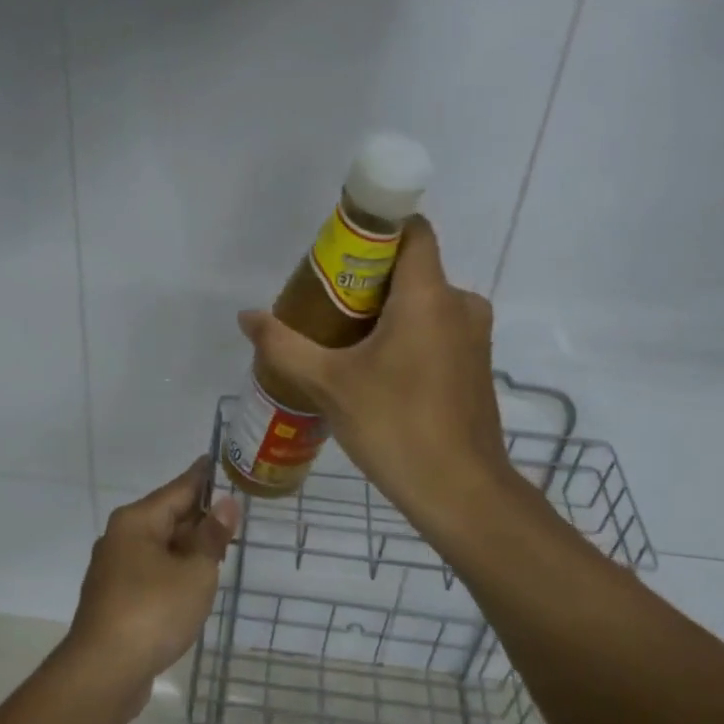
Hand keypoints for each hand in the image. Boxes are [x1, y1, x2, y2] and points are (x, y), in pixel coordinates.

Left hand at [58, 459, 239, 719]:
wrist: (104, 672)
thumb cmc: (153, 612)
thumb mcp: (195, 572)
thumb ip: (212, 537)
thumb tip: (225, 504)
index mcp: (137, 521)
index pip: (178, 488)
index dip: (202, 477)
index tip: (218, 459)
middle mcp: (121, 537)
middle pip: (167, 516)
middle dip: (199, 516)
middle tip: (233, 513)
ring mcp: (115, 569)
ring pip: (160, 546)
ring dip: (188, 547)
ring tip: (221, 547)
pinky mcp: (115, 598)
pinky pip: (152, 571)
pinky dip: (175, 570)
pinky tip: (194, 582)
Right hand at [236, 216, 511, 532]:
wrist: (460, 492)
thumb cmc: (395, 426)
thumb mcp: (329, 384)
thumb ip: (284, 346)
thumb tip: (247, 317)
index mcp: (429, 296)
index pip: (412, 231)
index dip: (375, 231)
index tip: (337, 254)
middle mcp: (461, 305)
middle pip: (411, 269)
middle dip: (367, 280)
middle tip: (323, 306)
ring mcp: (474, 338)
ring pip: (424, 304)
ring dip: (386, 313)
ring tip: (341, 341)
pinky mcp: (475, 367)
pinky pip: (437, 331)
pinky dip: (407, 337)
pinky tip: (375, 371)